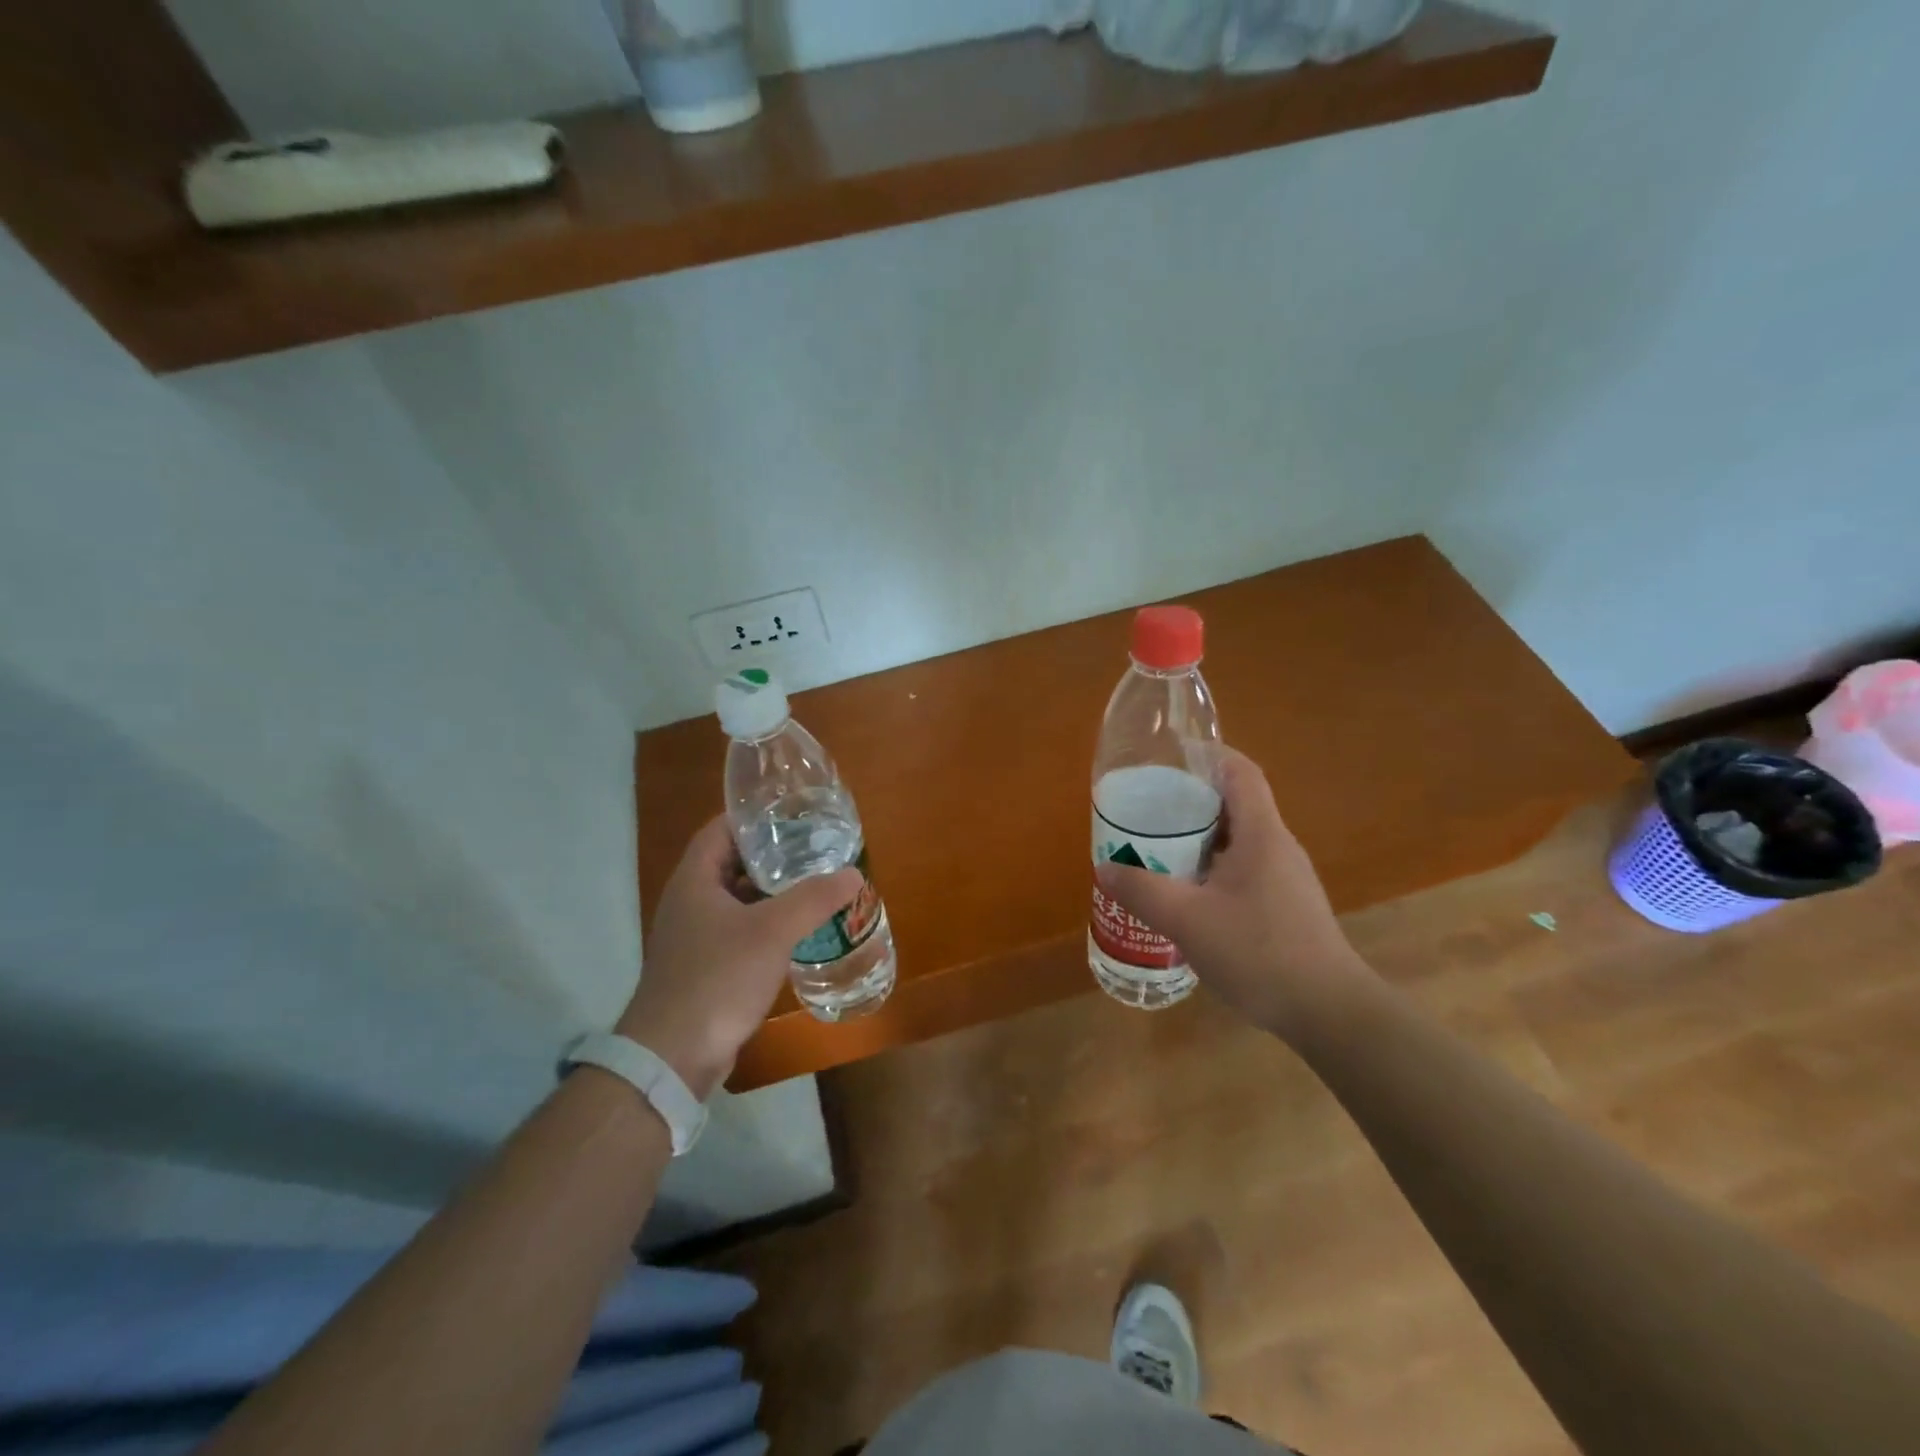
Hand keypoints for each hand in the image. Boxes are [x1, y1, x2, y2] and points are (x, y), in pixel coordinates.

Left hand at [618, 818, 862, 1098]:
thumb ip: (814, 899)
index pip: (720, 830)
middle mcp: (688, 902)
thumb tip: (853, 873)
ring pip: (736, 900)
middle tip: (813, 848)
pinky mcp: (703, 968)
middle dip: (771, 855)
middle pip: (731, 864)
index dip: (753, 817)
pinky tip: (796, 931)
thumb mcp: (772, 932)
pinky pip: (738, 932)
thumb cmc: (717, 978)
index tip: (792, 814)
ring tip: (813, 885)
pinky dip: (765, 924)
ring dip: (770, 893)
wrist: (673, 1056)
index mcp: (694, 880)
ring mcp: (693, 937)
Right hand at [1096, 746, 1372, 1041]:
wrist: (1330, 1012)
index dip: (1208, 754)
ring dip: (1200, 838)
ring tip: (1158, 849)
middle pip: (1235, 803)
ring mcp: (1286, 878)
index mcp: (1261, 834)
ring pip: (1238, 840)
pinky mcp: (1286, 906)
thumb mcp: (1188, 920)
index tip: (1171, 755)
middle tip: (1148, 809)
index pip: (1240, 771)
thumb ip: (1142, 891)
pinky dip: (1212, 868)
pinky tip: (1187, 895)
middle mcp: (1277, 847)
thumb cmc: (1260, 952)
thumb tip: (1105, 867)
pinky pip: (1244, 870)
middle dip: (1191, 800)